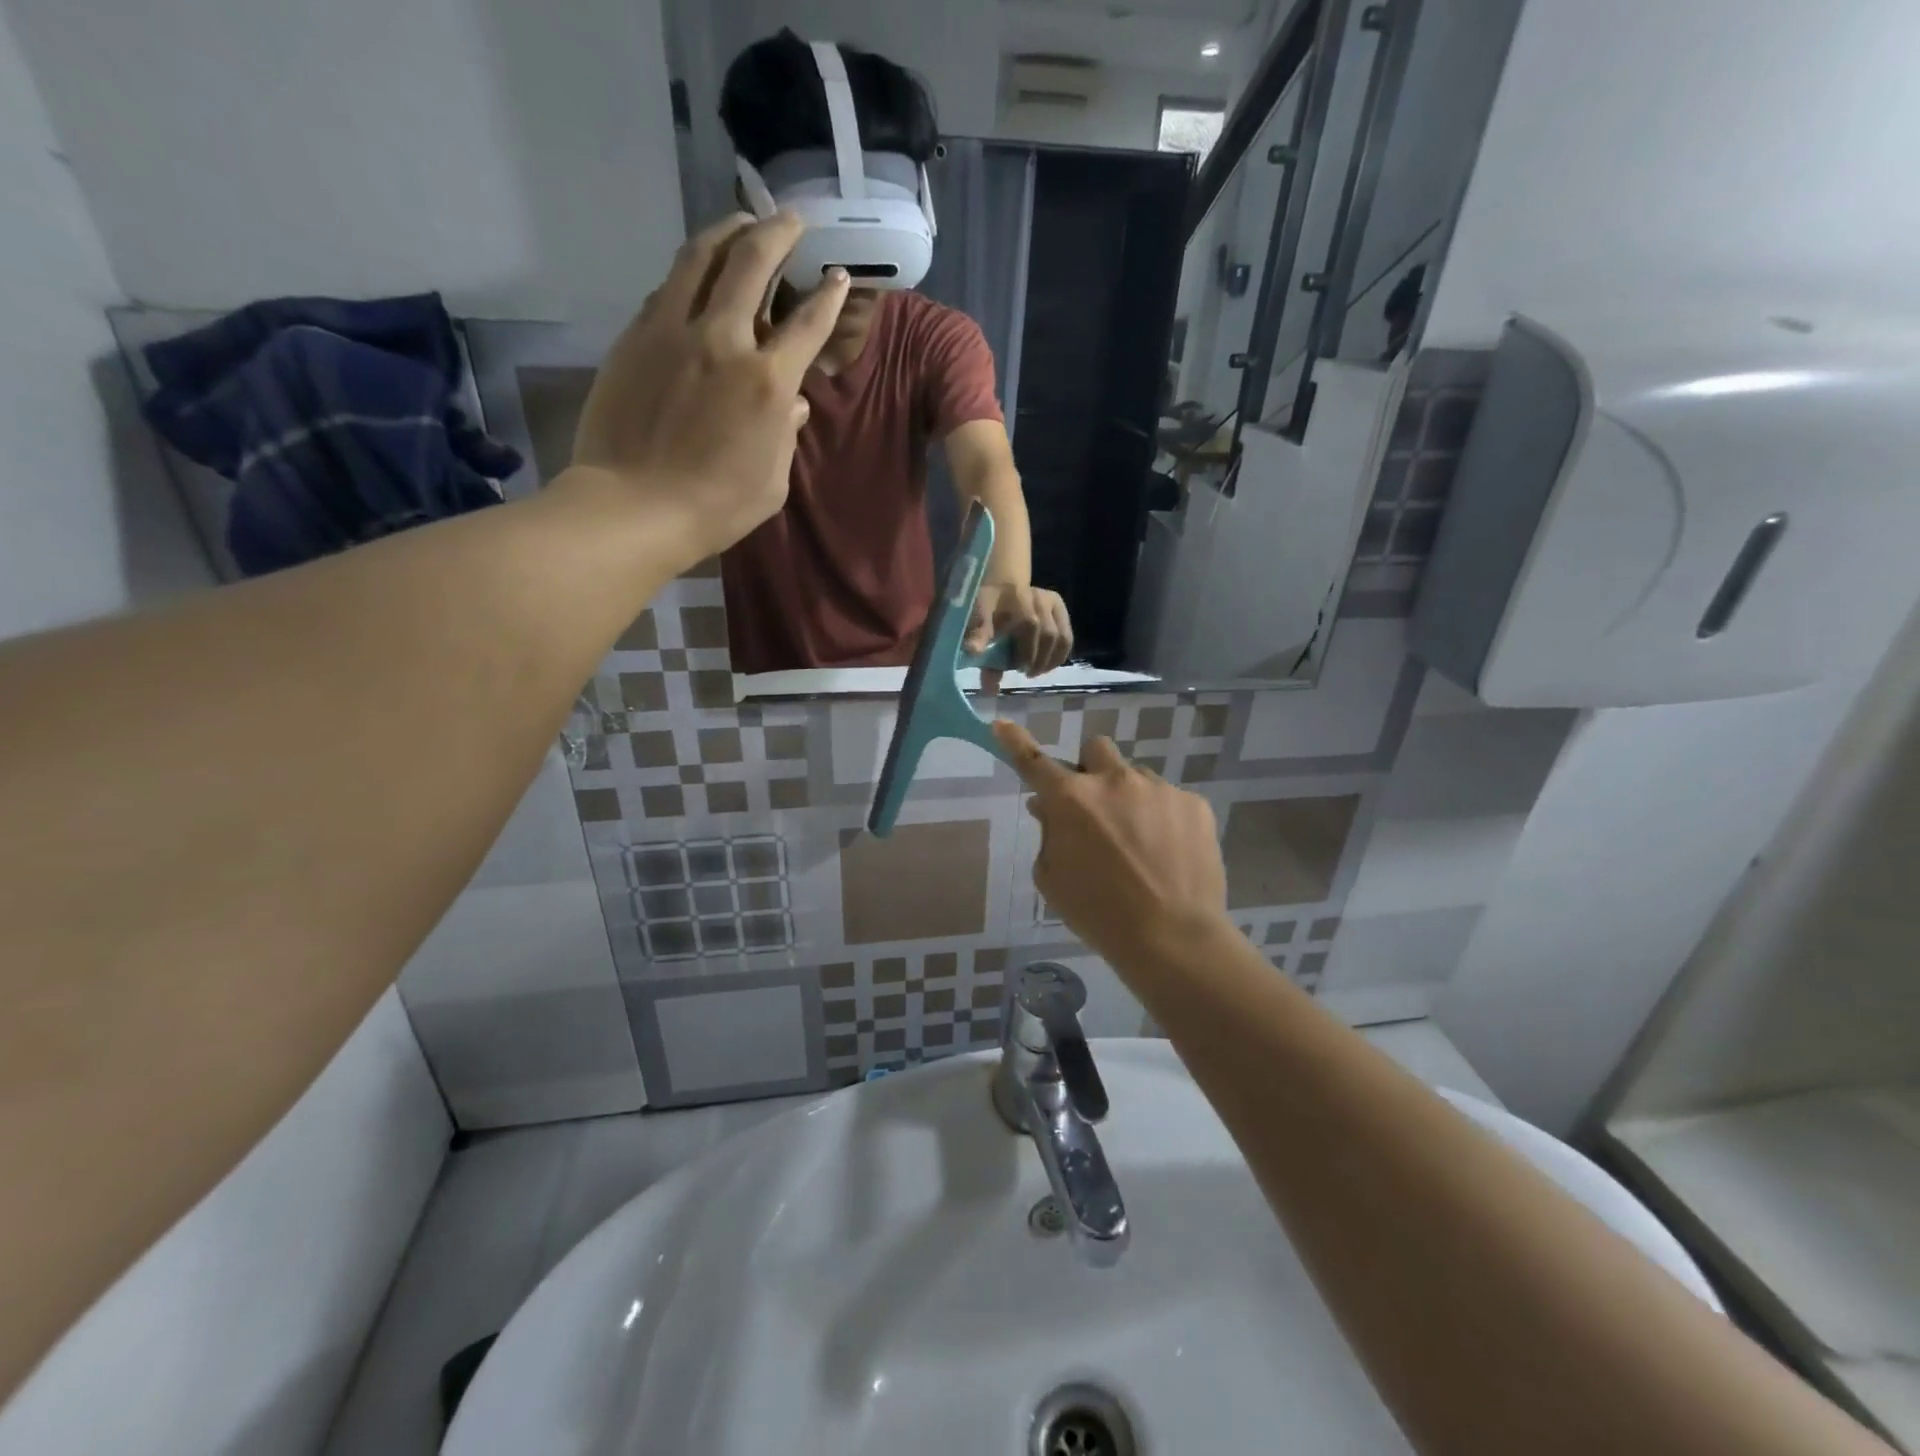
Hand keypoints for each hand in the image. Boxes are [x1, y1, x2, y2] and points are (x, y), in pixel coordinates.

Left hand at [567, 211, 848, 563]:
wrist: (635, 507)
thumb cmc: (716, 506)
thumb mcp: (772, 482)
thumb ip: (785, 435)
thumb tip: (790, 403)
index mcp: (768, 382)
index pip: (808, 325)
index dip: (829, 297)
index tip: (838, 277)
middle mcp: (723, 340)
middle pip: (752, 263)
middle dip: (777, 232)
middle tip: (791, 218)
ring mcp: (673, 332)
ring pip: (700, 258)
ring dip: (726, 232)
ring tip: (740, 221)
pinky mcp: (636, 337)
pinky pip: (667, 289)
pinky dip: (689, 273)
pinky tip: (695, 274)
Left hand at [965, 583, 1073, 692]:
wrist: (998, 588)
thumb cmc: (985, 610)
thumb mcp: (976, 626)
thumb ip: (983, 655)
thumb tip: (991, 689)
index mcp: (1013, 596)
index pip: (1029, 623)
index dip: (1027, 651)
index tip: (1017, 668)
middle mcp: (1035, 595)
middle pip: (1047, 633)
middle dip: (1036, 658)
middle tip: (1023, 672)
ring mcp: (1049, 600)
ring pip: (1060, 637)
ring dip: (1049, 660)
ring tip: (1034, 671)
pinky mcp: (1059, 607)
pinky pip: (1067, 638)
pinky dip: (1058, 656)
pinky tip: (1046, 666)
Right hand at [993, 720, 1226, 968]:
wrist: (1172, 937)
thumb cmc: (1098, 913)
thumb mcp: (1053, 879)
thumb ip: (1048, 834)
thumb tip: (1046, 806)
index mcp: (1071, 799)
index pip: (1034, 761)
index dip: (1015, 742)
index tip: (1002, 725)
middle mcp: (1114, 781)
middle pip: (1096, 749)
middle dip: (1092, 770)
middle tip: (1097, 807)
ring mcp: (1158, 788)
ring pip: (1136, 776)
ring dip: (1129, 797)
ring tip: (1140, 843)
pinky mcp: (1194, 803)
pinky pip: (1170, 799)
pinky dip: (1163, 818)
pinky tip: (1168, 854)